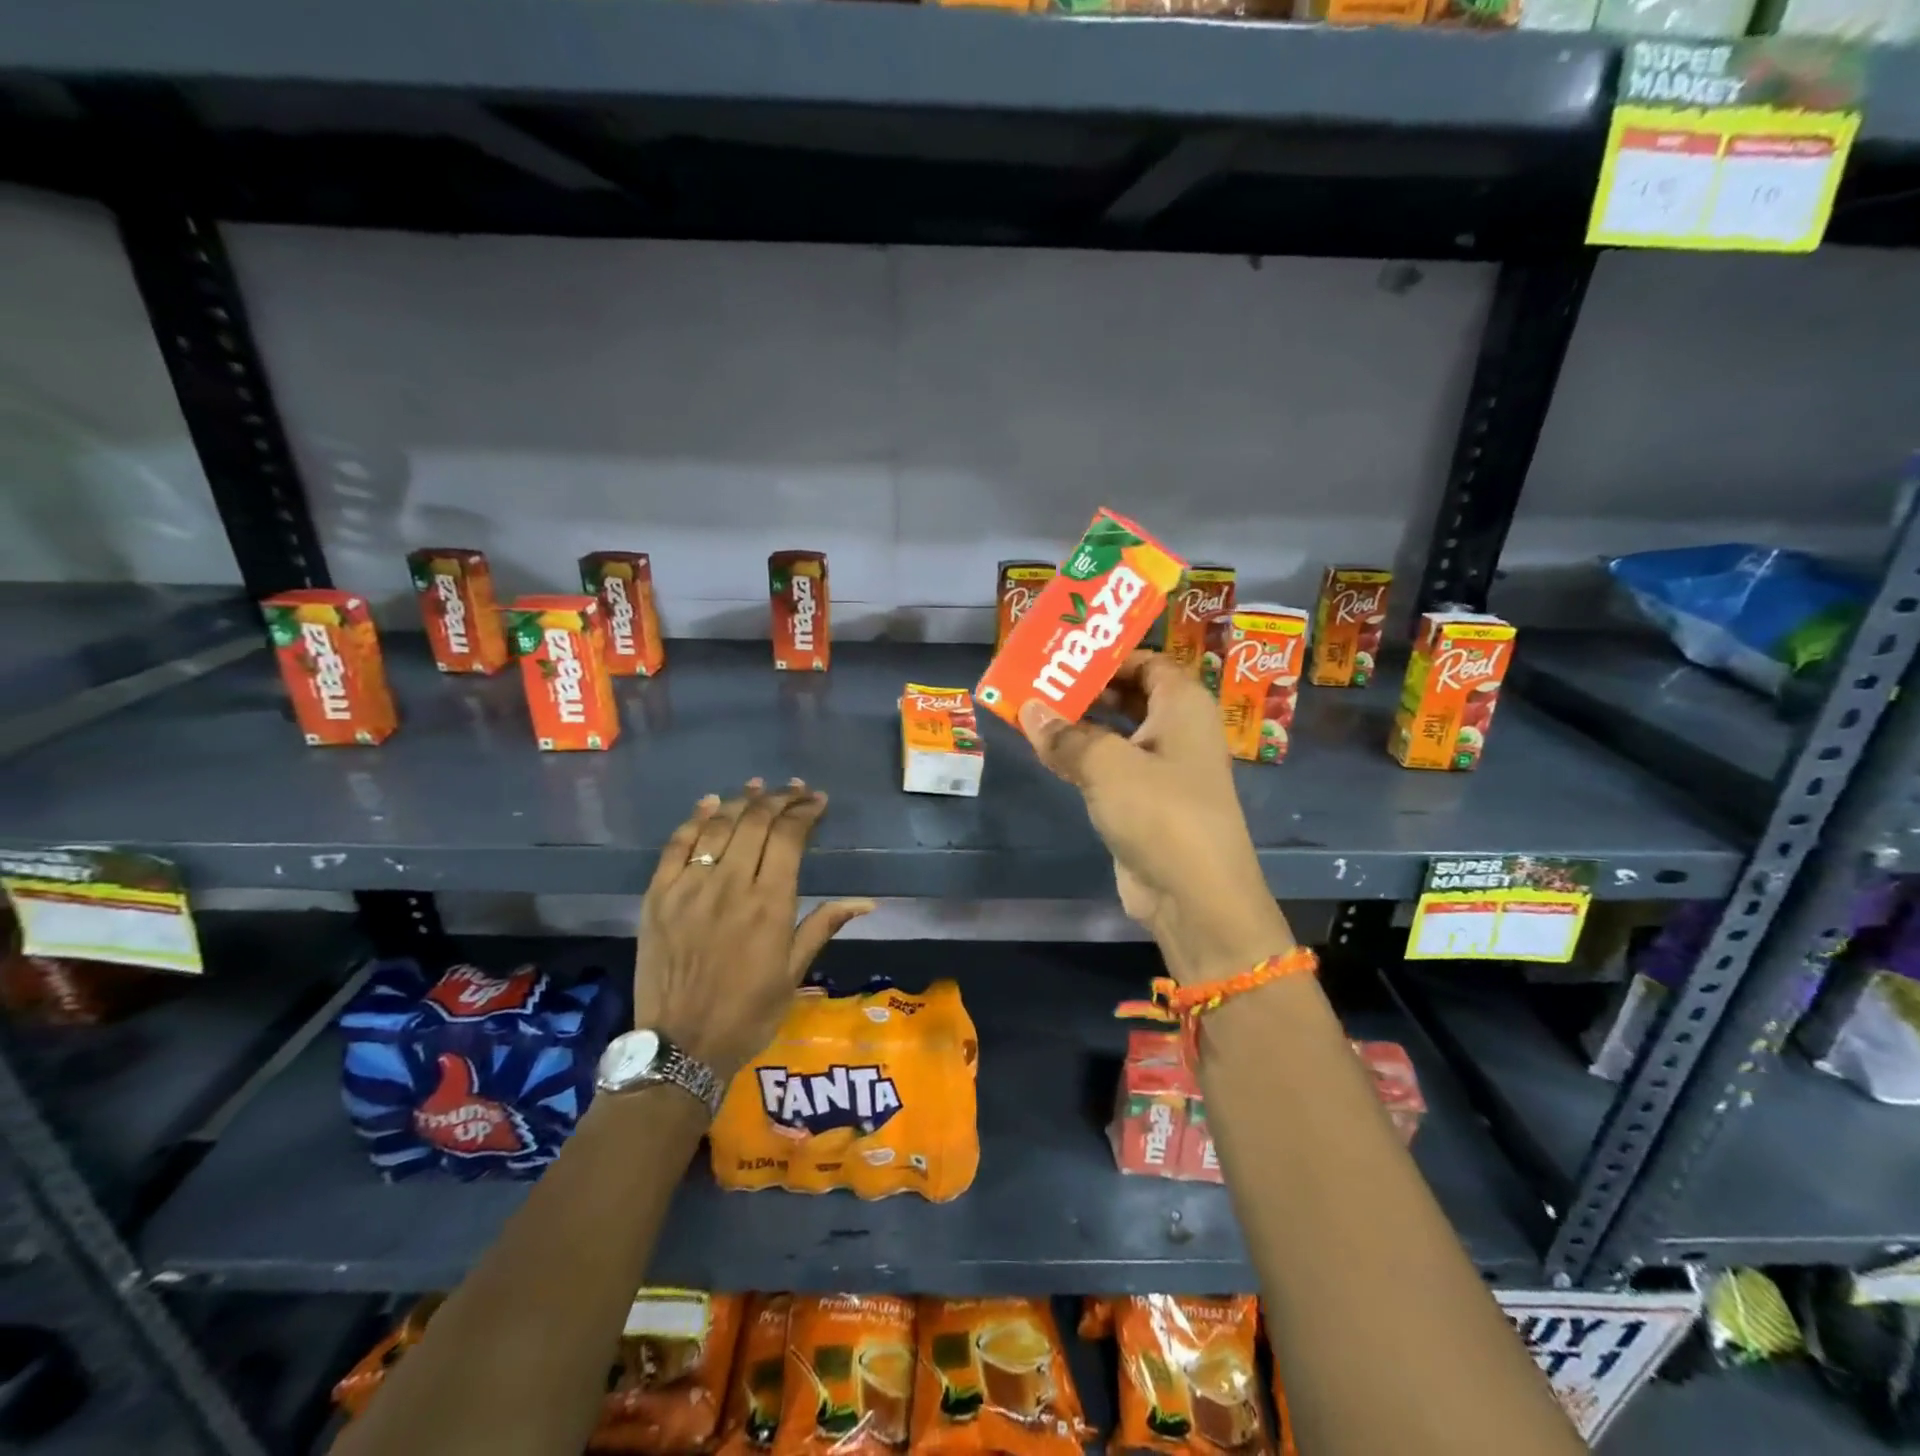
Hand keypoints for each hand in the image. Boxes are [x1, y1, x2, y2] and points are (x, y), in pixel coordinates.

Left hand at [635, 778, 873, 1082]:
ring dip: (741, 801)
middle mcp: (730, 885)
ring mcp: (689, 887)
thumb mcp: (794, 973)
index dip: (804, 812)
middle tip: (793, 791)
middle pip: (755, 822)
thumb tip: (866, 901)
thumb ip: (823, 926)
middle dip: (778, 799)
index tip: (817, 801)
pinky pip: (675, 845)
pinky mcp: (658, 896)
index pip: (789, 837)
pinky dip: (694, 819)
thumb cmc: (748, 1013)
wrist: (681, 1047)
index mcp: (769, 904)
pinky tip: (709, 803)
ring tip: (758, 787)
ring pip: (718, 826)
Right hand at [1019, 652, 1291, 982]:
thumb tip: (1029, 709)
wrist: (1195, 896)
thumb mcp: (1107, 765)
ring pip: (1118, 732)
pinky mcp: (1146, 803)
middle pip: (1130, 694)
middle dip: (1087, 687)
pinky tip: (1048, 753)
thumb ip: (1065, 734)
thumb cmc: (1160, 812)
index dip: (1108, 655)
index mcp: (1183, 705)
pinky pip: (1111, 767)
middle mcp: (1178, 730)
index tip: (1063, 653)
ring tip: (1034, 711)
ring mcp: (1163, 769)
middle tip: (1039, 680)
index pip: (1147, 661)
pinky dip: (1084, 757)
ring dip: (1080, 724)